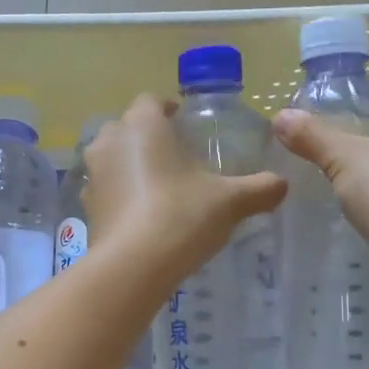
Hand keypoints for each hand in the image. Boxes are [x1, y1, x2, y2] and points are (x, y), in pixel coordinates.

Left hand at [82, 94, 286, 284]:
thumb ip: (258, 188)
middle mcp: (110, 141)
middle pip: (127, 127)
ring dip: (129, 165)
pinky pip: (105, 190)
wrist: (133, 266)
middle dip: (147, 136)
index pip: (151, 101)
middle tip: (174, 155)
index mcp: (142, 125)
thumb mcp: (229, 201)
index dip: (168, 109)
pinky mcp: (86, 208)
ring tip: (158, 185)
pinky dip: (120, 195)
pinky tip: (141, 214)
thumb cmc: (181, 216)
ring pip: (111, 158)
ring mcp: (93, 176)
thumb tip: (282, 184)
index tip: (184, 122)